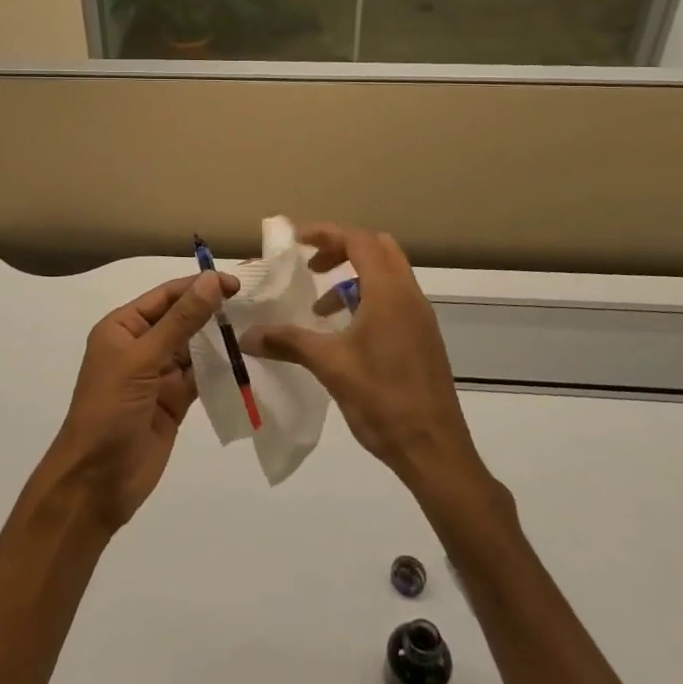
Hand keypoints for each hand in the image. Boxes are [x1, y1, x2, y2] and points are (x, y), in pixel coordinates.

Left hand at [38, 271, 235, 534]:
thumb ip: (180, 321)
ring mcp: (157, 375)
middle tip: (255, 305)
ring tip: (256, 328)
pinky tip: (245, 361)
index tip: (236, 284)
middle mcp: (140, 346)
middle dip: (212, 310)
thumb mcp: (142, 360)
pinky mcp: (173, 402)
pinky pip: (200, 377)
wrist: (95, 483)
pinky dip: (220, 369)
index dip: (199, 286)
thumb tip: (211, 281)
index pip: (165, 296)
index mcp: (122, 327)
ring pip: (193, 348)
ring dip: (219, 339)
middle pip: (181, 319)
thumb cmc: (109, 411)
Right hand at [245, 224, 482, 491]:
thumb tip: (247, 336)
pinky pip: (394, 298)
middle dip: (341, 248)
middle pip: (378, 248)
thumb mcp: (330, 366)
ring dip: (353, 276)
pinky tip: (344, 334)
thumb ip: (288, 342)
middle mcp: (409, 296)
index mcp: (389, 293)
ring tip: (321, 308)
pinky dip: (367, 298)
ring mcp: (420, 317)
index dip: (326, 233)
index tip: (295, 241)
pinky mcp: (423, 338)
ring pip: (388, 274)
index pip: (358, 241)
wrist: (434, 450)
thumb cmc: (382, 399)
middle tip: (310, 265)